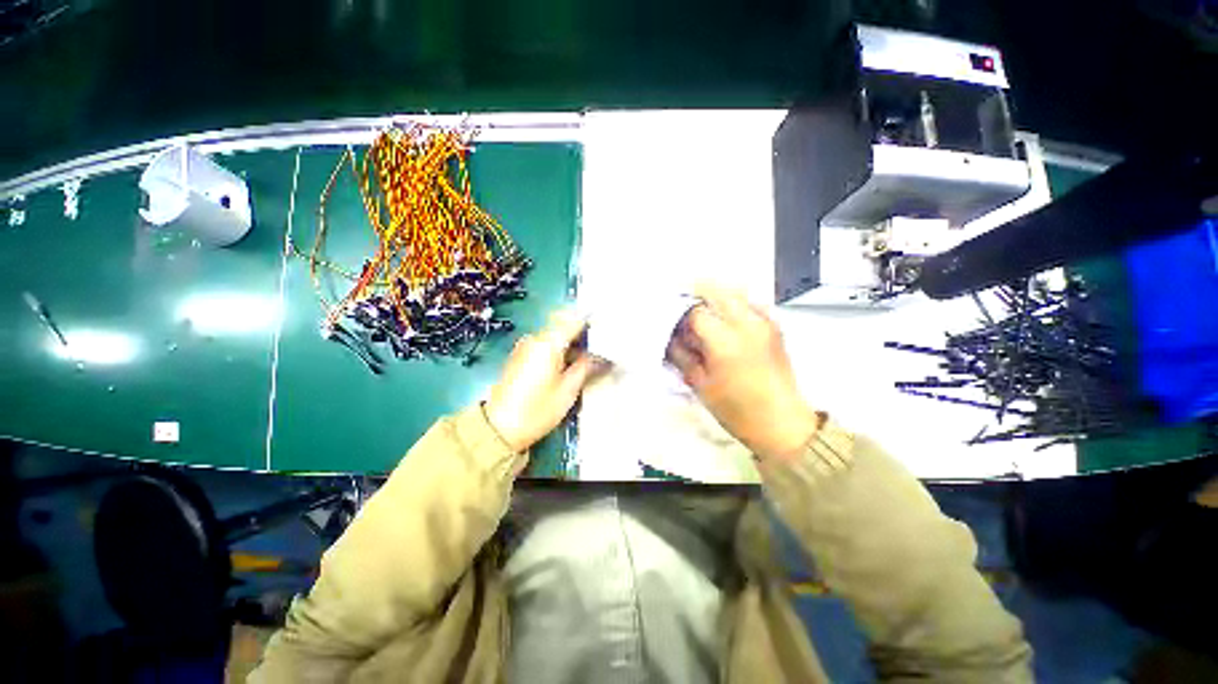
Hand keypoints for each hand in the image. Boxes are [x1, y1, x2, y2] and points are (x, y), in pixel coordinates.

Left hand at [484, 309, 597, 451]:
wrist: (499, 428)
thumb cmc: (537, 411)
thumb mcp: (568, 390)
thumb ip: (586, 367)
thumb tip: (600, 356)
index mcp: (548, 343)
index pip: (575, 321)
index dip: (593, 322)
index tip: (608, 328)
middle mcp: (535, 338)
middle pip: (564, 326)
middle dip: (584, 334)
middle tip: (602, 347)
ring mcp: (525, 346)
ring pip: (555, 336)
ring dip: (572, 343)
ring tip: (589, 358)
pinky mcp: (520, 356)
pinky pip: (545, 345)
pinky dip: (560, 349)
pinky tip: (570, 363)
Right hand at [666, 283, 819, 461]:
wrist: (782, 423)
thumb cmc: (737, 410)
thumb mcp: (700, 384)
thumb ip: (681, 355)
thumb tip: (669, 337)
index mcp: (725, 341)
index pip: (694, 312)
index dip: (678, 315)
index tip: (671, 324)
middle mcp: (747, 323)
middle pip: (715, 291)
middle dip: (694, 294)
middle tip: (682, 309)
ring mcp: (765, 322)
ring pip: (734, 292)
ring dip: (714, 297)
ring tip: (702, 313)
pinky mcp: (775, 326)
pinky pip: (750, 303)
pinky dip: (734, 304)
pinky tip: (726, 321)